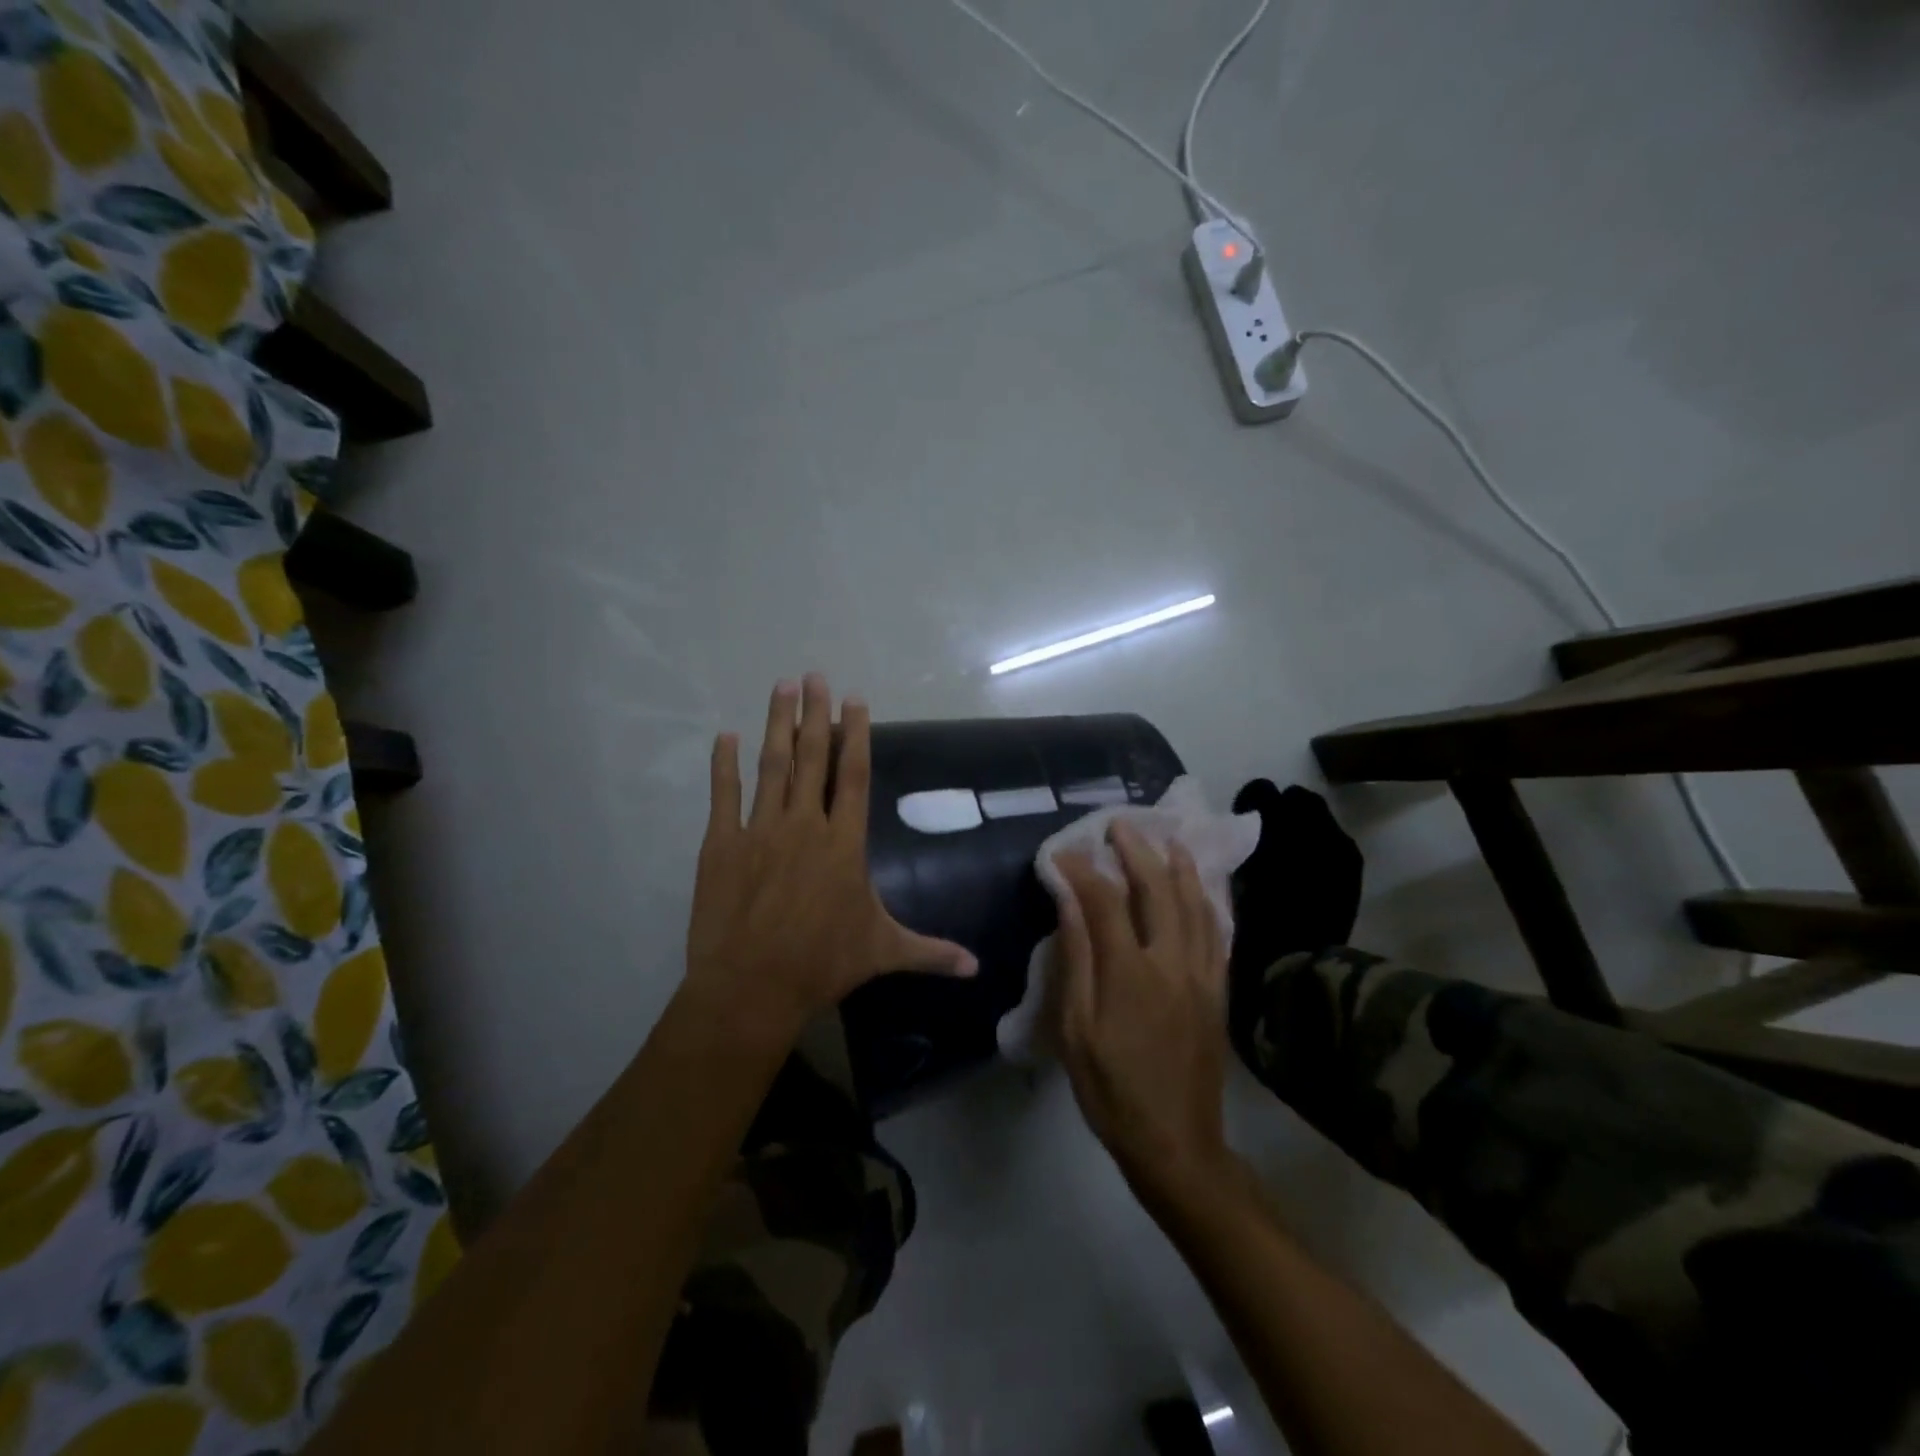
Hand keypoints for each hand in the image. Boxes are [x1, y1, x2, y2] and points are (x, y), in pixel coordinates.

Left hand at [685, 675, 976, 1044]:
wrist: (752, 986)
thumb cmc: (823, 964)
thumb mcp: (883, 953)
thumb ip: (931, 952)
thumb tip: (976, 968)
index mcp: (844, 842)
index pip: (852, 775)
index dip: (854, 735)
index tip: (853, 700)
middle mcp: (804, 825)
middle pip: (811, 758)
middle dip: (813, 714)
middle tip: (812, 676)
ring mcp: (760, 831)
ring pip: (771, 766)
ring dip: (776, 725)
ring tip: (781, 688)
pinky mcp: (722, 845)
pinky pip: (724, 796)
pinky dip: (723, 765)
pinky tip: (725, 736)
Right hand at [1050, 824, 1231, 1197]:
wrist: (1177, 1142)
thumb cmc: (1112, 1088)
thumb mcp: (1076, 1029)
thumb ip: (1077, 959)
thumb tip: (1069, 901)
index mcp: (1130, 972)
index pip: (1104, 900)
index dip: (1081, 870)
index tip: (1062, 853)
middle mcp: (1172, 961)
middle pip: (1157, 890)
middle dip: (1136, 852)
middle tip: (1119, 826)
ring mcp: (1203, 975)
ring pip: (1195, 905)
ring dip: (1179, 867)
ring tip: (1168, 839)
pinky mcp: (1219, 991)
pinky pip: (1218, 933)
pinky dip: (1208, 902)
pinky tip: (1202, 889)